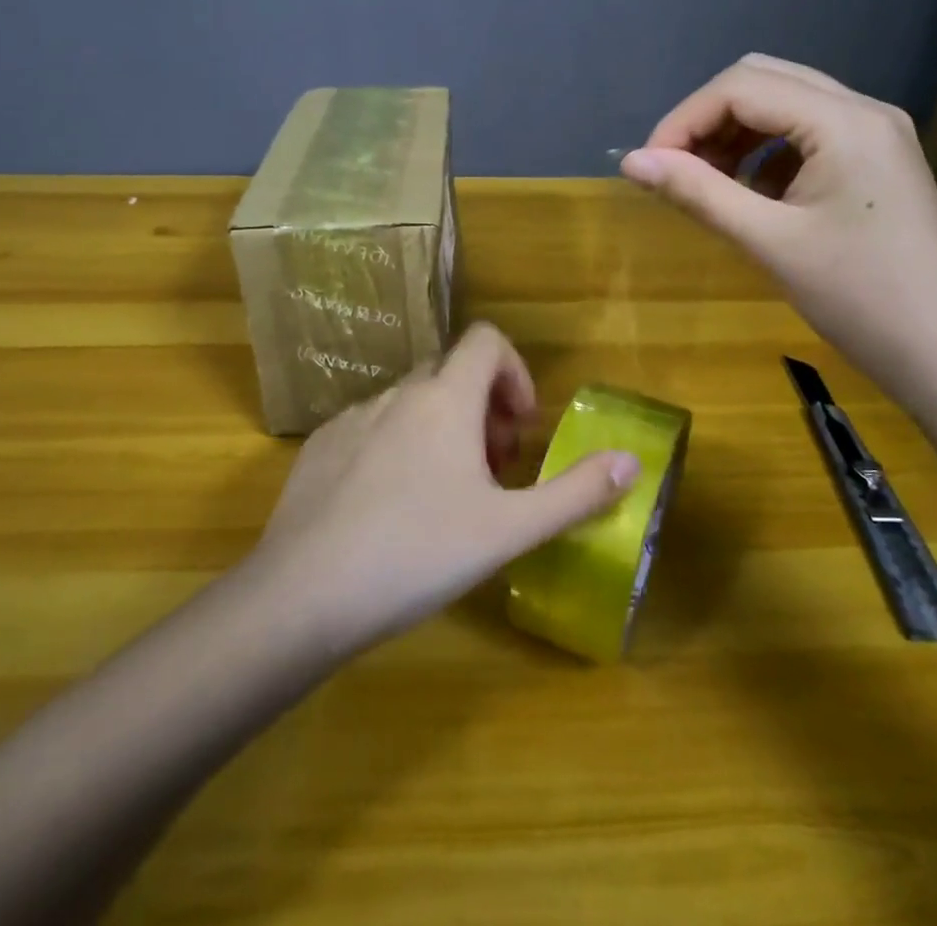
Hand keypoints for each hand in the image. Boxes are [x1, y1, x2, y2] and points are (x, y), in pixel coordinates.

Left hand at [250, 323, 641, 652]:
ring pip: (412, 402)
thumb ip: (576, 492)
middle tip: (493, 471)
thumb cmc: (418, 554)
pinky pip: (372, 426)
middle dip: (483, 409)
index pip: (487, 340)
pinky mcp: (320, 446)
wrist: (303, 596)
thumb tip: (633, 461)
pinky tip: (390, 509)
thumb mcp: (509, 530)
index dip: (515, 372)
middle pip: (452, 373)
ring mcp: (352, 417)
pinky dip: (398, 446)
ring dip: (441, 429)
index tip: (521, 428)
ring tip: (446, 496)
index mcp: (445, 399)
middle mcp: (398, 393)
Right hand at [619, 54, 936, 416]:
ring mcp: (877, 134)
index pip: (741, 87)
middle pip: (763, 81)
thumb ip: (697, 192)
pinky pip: (808, 133)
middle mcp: (864, 110)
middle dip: (708, 119)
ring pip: (785, 104)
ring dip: (736, 133)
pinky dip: (767, 151)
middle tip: (675, 170)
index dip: (684, 120)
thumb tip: (630, 162)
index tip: (649, 167)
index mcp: (844, 120)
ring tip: (706, 183)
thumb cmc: (860, 299)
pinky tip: (752, 193)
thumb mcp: (769, 242)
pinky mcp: (879, 161)